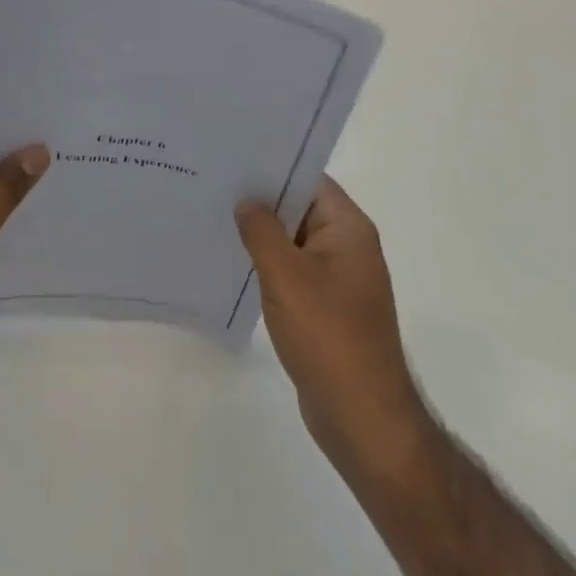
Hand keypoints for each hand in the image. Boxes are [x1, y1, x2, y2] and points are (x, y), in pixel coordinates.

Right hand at [236, 178, 426, 475]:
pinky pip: (293, 270)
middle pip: (299, 207)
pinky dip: (267, 264)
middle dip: (260, 198)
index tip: (231, 157)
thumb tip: (245, 200)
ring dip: (260, 233)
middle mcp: (348, 246)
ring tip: (213, 217)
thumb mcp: (286, 276)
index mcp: (348, 228)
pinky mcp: (326, 306)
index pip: (308, 179)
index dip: (272, 166)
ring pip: (293, 240)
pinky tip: (233, 262)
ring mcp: (338, 278)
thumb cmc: (328, 336)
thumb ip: (261, 231)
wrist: (363, 418)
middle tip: (212, 184)